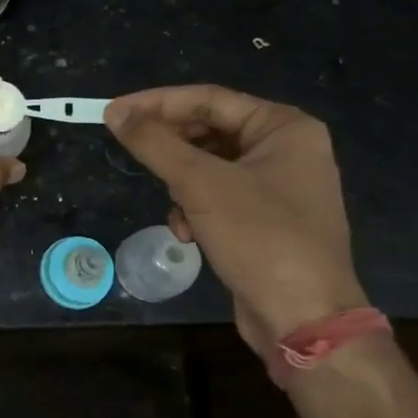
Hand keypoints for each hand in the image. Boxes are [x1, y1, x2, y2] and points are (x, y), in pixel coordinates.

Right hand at [105, 85, 366, 355]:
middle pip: (209, 131)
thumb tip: (114, 112)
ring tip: (174, 206)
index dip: (156, 103)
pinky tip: (188, 233)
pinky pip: (219, 196)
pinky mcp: (267, 219)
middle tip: (132, 154)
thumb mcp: (199, 184)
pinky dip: (197, 209)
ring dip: (182, 185)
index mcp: (284, 128)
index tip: (113, 112)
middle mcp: (287, 149)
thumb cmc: (259, 237)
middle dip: (171, 150)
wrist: (304, 318)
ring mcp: (279, 186)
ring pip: (209, 166)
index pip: (208, 99)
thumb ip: (154, 142)